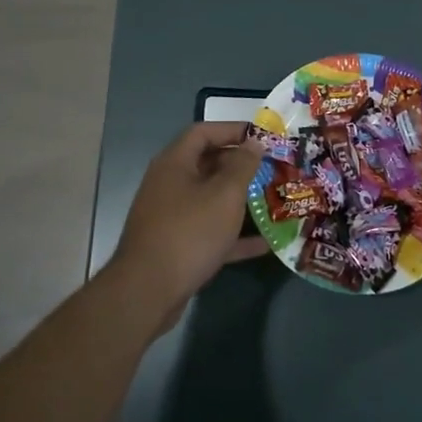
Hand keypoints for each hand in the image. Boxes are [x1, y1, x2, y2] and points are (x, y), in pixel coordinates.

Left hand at [109, 122, 267, 314]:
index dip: (233, 130)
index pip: (204, 132)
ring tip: (273, 200)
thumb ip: (243, 166)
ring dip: (241, 201)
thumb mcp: (224, 195)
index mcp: (175, 163)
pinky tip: (265, 244)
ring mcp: (172, 216)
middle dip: (241, 166)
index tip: (263, 137)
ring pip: (211, 200)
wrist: (148, 291)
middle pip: (208, 165)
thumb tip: (254, 143)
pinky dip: (234, 235)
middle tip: (273, 169)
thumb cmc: (189, 232)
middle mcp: (170, 184)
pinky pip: (210, 232)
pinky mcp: (177, 245)